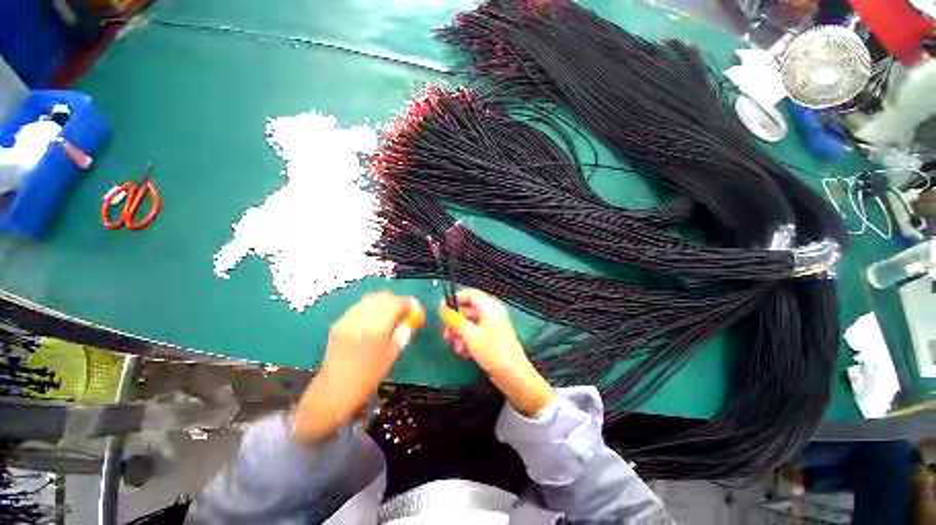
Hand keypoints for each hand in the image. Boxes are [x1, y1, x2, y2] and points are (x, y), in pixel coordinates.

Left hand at [294, 292, 423, 442]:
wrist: (335, 389)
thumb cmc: (368, 376)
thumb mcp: (392, 354)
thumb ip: (402, 333)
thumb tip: (409, 320)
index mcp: (378, 326)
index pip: (398, 303)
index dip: (410, 304)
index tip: (415, 311)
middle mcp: (362, 317)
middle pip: (384, 297)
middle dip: (397, 302)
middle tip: (403, 313)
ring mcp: (348, 318)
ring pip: (371, 299)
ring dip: (383, 303)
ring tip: (388, 316)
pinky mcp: (339, 322)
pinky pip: (359, 307)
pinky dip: (370, 309)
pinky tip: (373, 321)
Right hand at [440, 289, 553, 415]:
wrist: (513, 375)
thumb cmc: (492, 351)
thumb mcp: (470, 335)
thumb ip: (455, 320)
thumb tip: (443, 309)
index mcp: (489, 307)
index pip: (470, 294)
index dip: (455, 299)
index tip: (442, 310)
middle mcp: (491, 313)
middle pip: (468, 309)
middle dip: (455, 322)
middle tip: (446, 335)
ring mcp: (492, 326)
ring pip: (470, 323)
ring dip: (460, 334)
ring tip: (457, 349)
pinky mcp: (492, 338)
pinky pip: (476, 333)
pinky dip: (468, 341)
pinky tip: (464, 353)